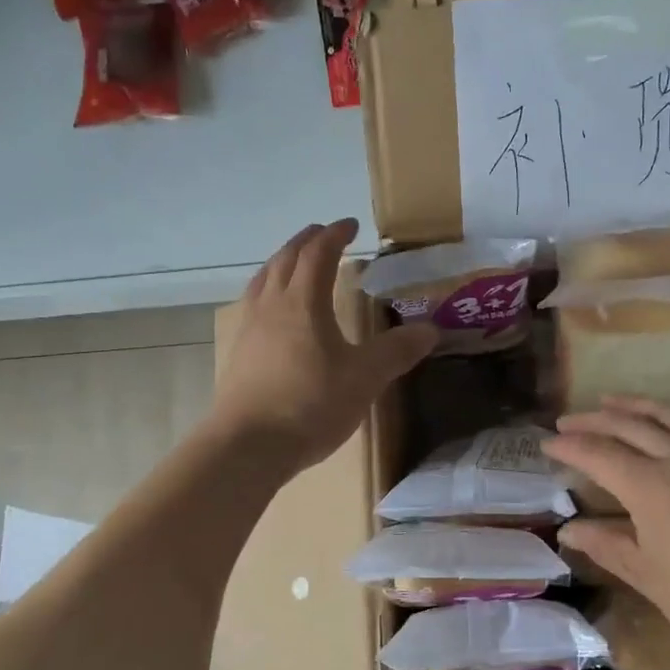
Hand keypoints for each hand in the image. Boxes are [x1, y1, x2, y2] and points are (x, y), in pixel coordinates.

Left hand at [212, 220, 436, 472]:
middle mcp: (272, 305)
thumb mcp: (365, 378)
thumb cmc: (310, 404)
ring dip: (282, 262)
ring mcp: (249, 328)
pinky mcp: (238, 353)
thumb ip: (397, 351)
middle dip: (306, 241)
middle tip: (323, 234)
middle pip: (285, 259)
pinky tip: (274, 312)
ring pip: (263, 279)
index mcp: (303, 302)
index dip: (335, 235)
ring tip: (294, 263)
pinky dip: (268, 290)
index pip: (318, 254)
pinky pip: (253, 304)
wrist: (248, 445)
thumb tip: (431, 329)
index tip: (351, 225)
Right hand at [547, 398, 669, 663]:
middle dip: (594, 419)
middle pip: (630, 425)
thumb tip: (570, 528)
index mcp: (651, 486)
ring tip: (613, 401)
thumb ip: (611, 547)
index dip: (570, 446)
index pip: (599, 454)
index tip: (546, 444)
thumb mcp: (654, 580)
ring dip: (637, 406)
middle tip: (569, 419)